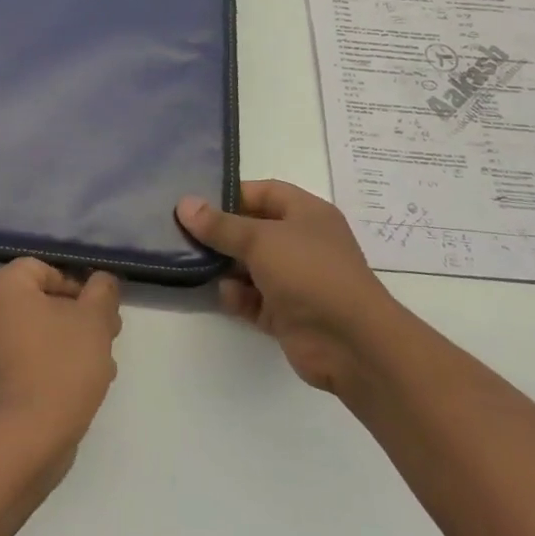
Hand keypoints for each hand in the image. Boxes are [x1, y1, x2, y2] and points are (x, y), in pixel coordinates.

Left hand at [0, 258, 121, 467]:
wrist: (19, 441)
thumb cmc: (58, 368)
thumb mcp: (94, 322)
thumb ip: (102, 292)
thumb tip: (102, 280)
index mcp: (0, 287)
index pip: (43, 271)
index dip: (77, 288)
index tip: (101, 315)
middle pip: (36, 304)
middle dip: (74, 320)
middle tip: (103, 342)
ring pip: (29, 336)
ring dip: (62, 346)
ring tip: (95, 372)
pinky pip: (15, 364)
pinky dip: (40, 369)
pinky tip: (68, 393)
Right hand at [177, 181, 398, 394]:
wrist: (351, 342)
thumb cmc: (309, 272)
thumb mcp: (260, 240)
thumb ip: (220, 225)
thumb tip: (184, 204)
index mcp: (306, 214)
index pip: (264, 192)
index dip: (232, 194)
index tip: (197, 203)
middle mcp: (302, 243)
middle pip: (253, 230)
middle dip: (221, 234)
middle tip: (183, 234)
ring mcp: (295, 280)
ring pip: (249, 266)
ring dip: (225, 267)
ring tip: (194, 265)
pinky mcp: (287, 313)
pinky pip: (253, 299)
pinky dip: (238, 297)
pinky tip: (226, 296)